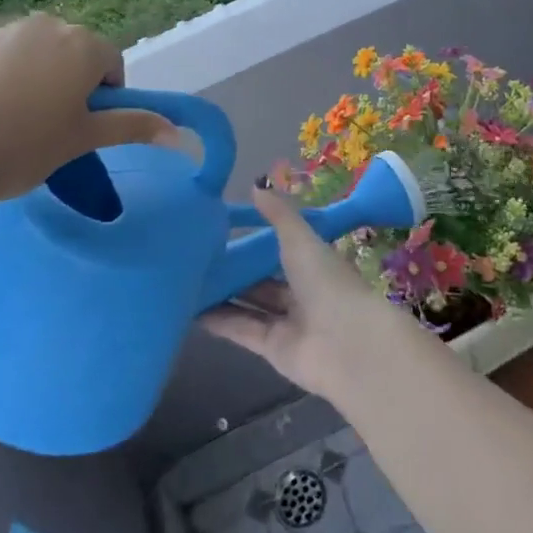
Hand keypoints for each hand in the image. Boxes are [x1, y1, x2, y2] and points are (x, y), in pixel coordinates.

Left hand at [0, 14, 169, 211]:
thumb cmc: (25, 147)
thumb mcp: (84, 139)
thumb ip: (132, 126)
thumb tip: (179, 133)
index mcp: (82, 45)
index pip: (112, 63)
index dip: (106, 96)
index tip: (84, 126)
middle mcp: (46, 26)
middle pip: (75, 52)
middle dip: (73, 82)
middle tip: (53, 126)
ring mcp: (3, 32)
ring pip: (37, 54)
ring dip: (39, 77)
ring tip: (16, 121)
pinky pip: (2, 57)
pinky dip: (4, 78)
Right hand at [201, 186, 411, 401]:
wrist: (346, 343)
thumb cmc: (326, 281)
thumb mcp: (300, 239)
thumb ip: (278, 215)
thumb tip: (256, 184)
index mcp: (313, 262)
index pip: (281, 248)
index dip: (255, 241)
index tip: (222, 230)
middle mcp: (301, 291)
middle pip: (261, 279)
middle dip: (234, 270)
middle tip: (197, 257)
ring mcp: (287, 321)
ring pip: (249, 304)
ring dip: (222, 295)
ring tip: (186, 281)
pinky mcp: (272, 348)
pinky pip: (241, 329)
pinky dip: (219, 320)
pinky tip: (191, 310)